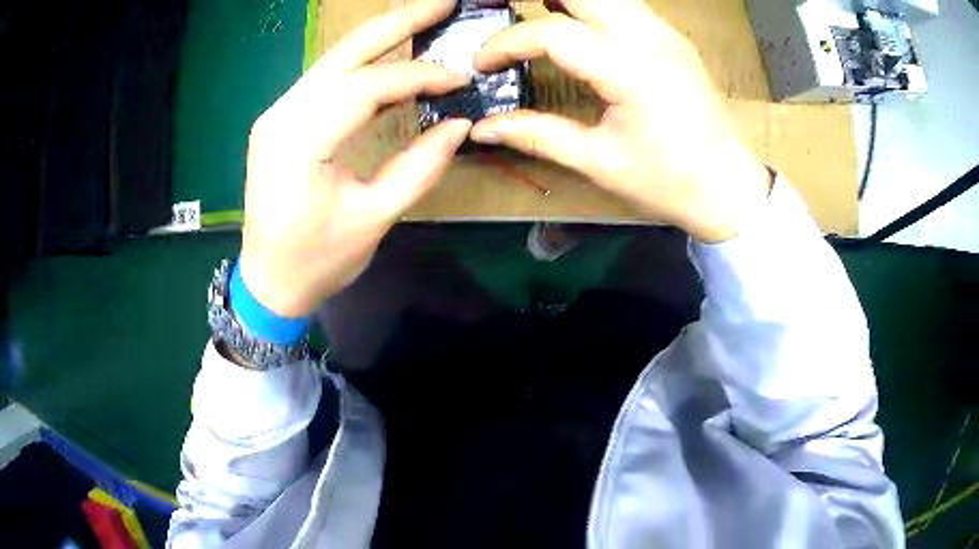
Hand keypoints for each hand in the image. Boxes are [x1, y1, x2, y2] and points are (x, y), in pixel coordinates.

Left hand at [239, 0, 470, 317]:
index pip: (365, 88)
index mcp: (298, 144)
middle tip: (442, 3)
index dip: (418, 77)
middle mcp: (281, 116)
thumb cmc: (316, 261)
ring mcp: (276, 115)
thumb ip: (419, 168)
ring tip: (422, 19)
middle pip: (343, 53)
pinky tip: (390, 56)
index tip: (459, 77)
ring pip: (333, 60)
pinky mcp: (280, 120)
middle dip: (396, 22)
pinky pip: (325, 80)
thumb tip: (460, 125)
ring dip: (379, 37)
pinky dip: (362, 63)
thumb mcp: (373, 220)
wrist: (268, 282)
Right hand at [470, 0, 770, 241]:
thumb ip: (537, 136)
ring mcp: (665, 33)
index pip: (552, 32)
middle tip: (506, 21)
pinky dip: (595, 7)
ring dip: (568, 0)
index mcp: (628, 69)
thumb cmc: (669, 182)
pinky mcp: (673, 39)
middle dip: (536, 1)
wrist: (730, 188)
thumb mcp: (599, 162)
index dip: (507, 44)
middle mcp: (648, 37)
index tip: (483, 65)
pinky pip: (627, 6)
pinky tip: (579, 24)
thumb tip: (483, 128)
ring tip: (536, 16)